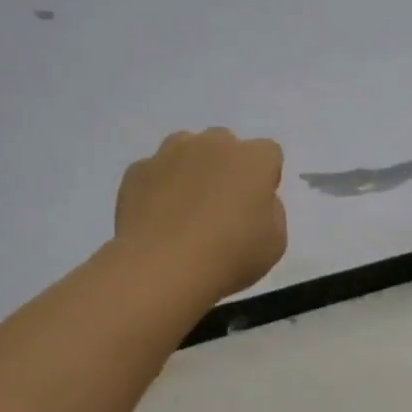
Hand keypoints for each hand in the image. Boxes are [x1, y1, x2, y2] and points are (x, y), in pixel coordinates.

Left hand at [115, 129, 286, 300]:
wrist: (162, 267)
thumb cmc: (229, 256)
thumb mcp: (275, 243)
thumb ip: (271, 212)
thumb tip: (255, 201)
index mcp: (253, 159)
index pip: (268, 153)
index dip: (264, 178)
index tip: (256, 206)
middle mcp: (212, 144)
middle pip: (225, 144)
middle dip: (226, 167)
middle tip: (221, 206)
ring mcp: (169, 154)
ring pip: (185, 149)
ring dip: (190, 169)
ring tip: (185, 209)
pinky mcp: (137, 171)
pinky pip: (154, 172)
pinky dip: (157, 188)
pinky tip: (157, 219)